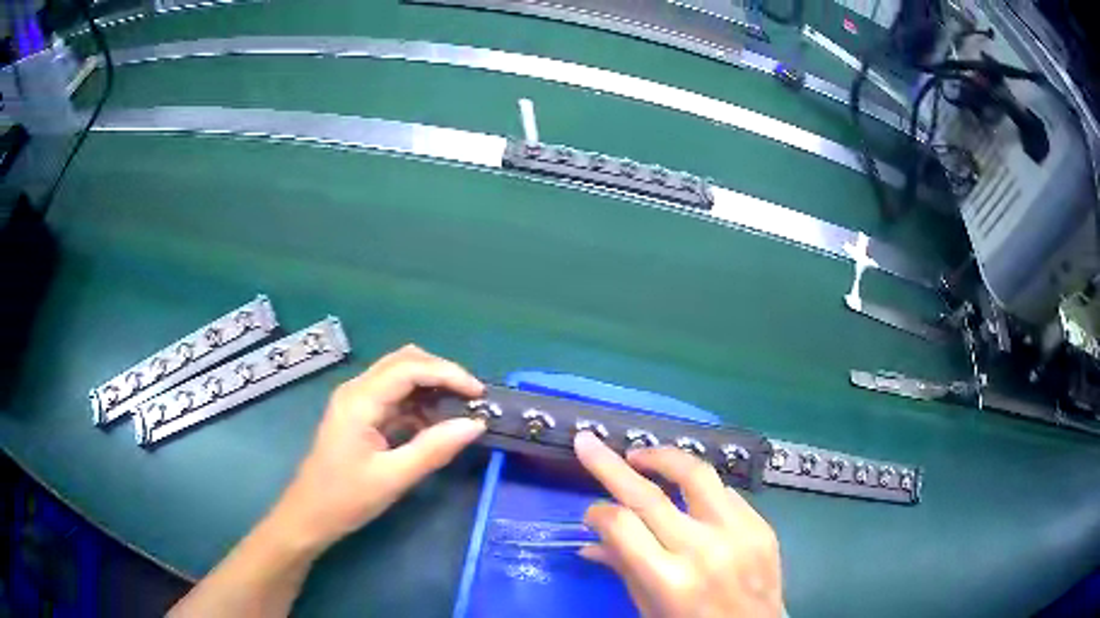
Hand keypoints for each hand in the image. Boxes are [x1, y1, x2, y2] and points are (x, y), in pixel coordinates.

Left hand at [268, 344, 485, 553]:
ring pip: (400, 376)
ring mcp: (357, 401)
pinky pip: (395, 397)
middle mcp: (357, 390)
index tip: (479, 394)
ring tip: (461, 409)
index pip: (409, 368)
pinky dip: (420, 403)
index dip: (448, 374)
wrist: (309, 516)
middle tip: (472, 398)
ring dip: (432, 386)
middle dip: (442, 373)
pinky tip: (437, 423)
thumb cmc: (346, 499)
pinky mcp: (361, 415)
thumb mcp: (393, 478)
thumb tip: (476, 425)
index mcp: (360, 400)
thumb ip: (434, 449)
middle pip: (404, 361)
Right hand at [574, 431, 783, 617]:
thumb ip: (623, 569)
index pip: (622, 526)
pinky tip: (687, 493)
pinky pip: (726, 492)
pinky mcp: (762, 526)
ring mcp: (739, 533)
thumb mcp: (649, 609)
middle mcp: (704, 550)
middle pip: (649, 495)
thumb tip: (591, 542)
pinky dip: (700, 487)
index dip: (598, 513)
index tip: (591, 514)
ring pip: (696, 474)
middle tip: (589, 442)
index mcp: (670, 580)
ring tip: (641, 455)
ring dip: (663, 457)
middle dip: (610, 465)